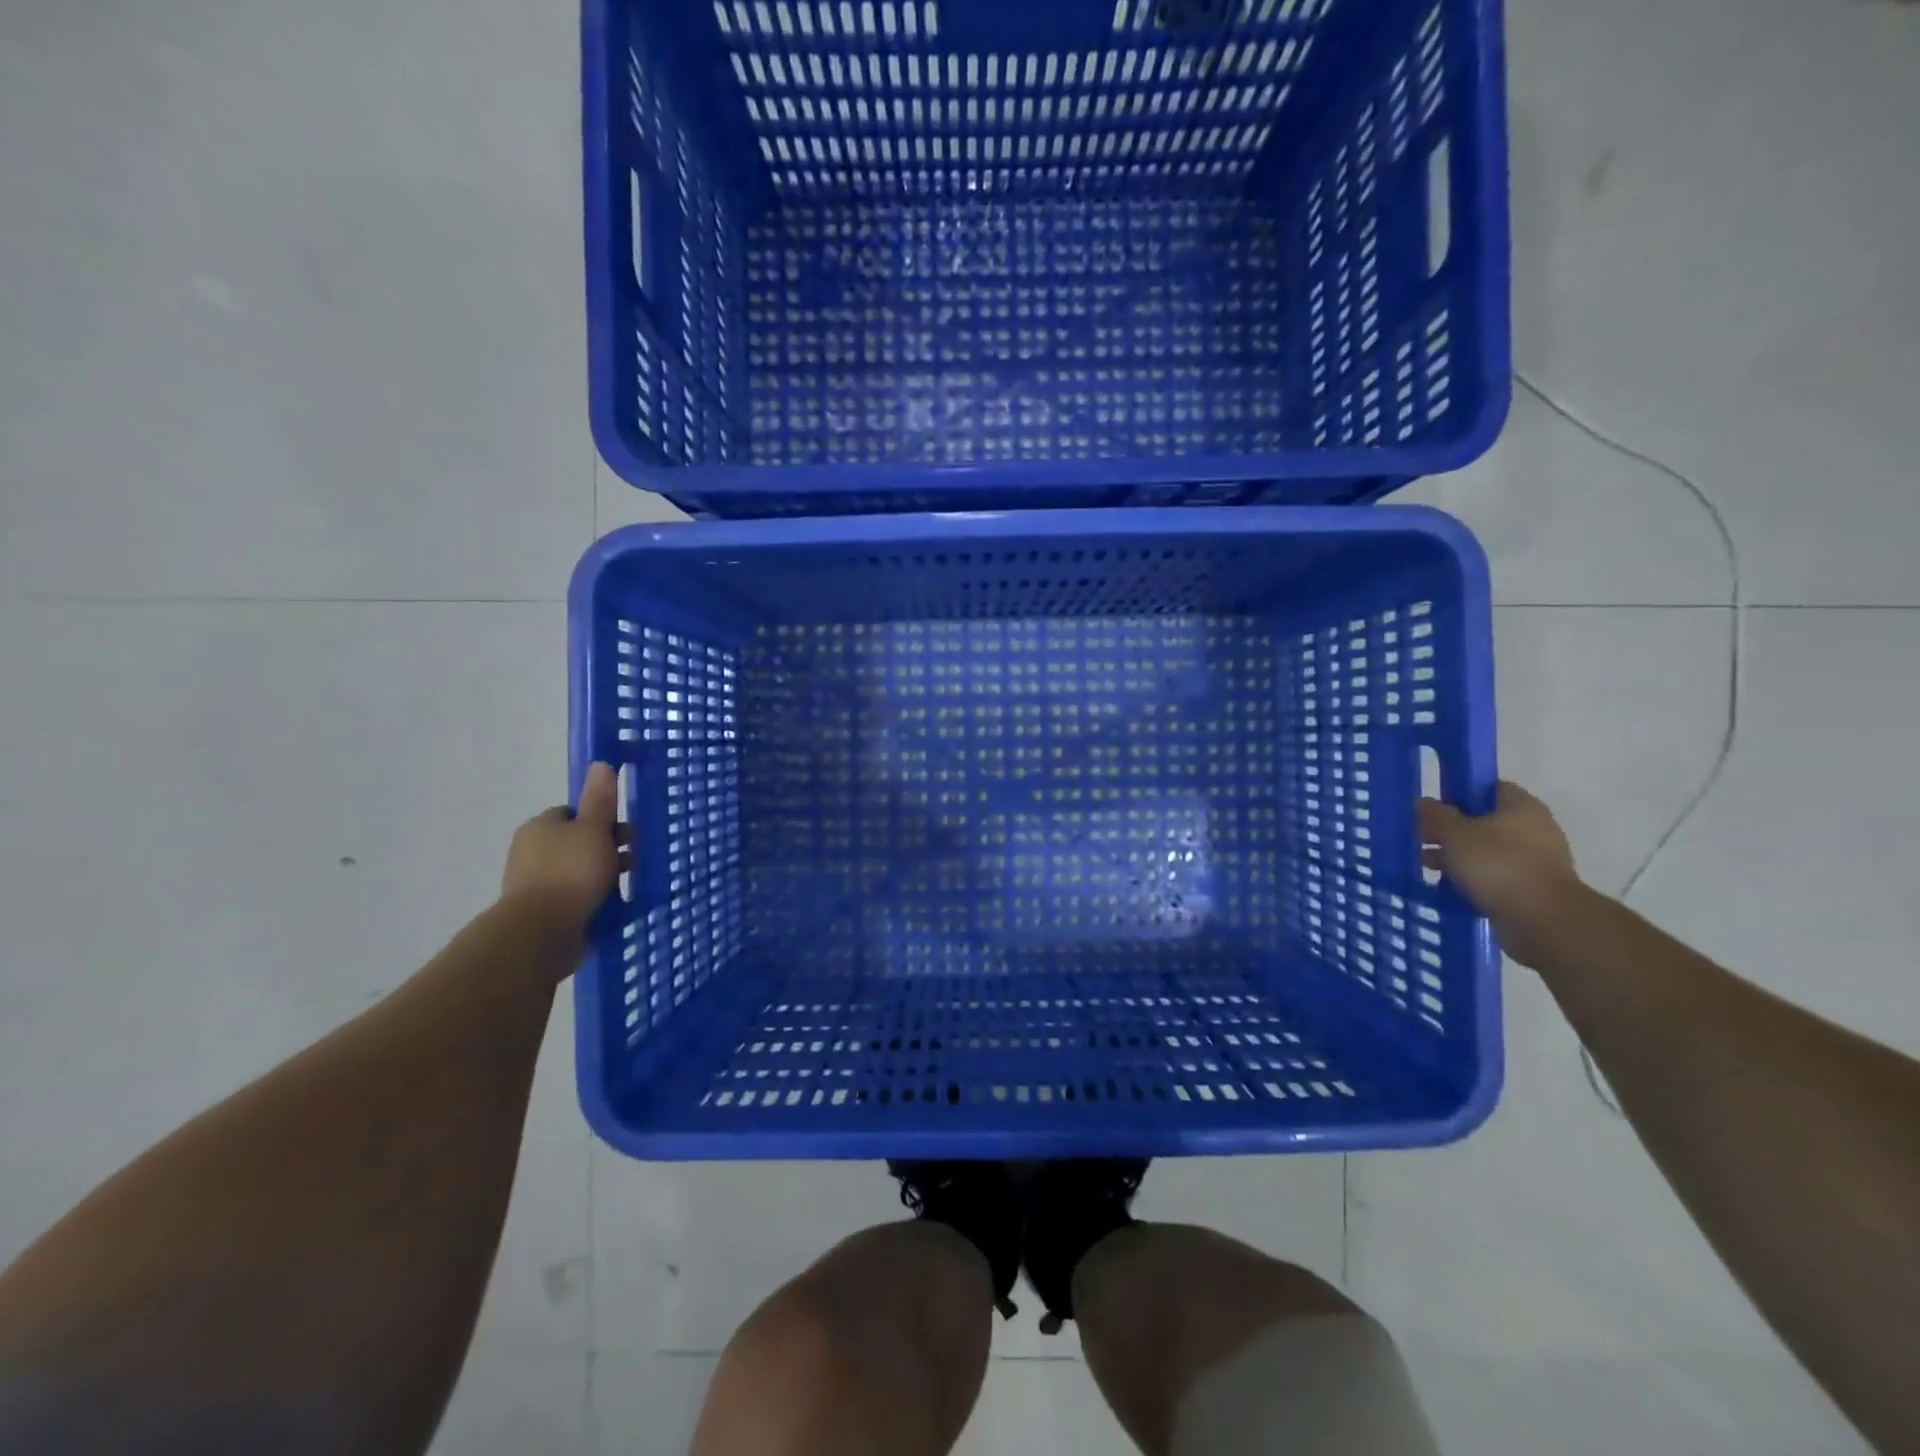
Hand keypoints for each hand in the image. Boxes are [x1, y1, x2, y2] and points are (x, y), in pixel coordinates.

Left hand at [500, 762, 627, 935]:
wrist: (541, 932)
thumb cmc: (570, 872)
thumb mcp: (593, 830)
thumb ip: (600, 799)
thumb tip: (601, 763)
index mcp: (540, 827)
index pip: (573, 813)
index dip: (600, 819)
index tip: (623, 832)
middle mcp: (533, 852)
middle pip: (578, 842)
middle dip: (607, 849)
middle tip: (633, 859)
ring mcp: (536, 884)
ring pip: (579, 871)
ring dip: (604, 875)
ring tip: (628, 885)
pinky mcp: (544, 912)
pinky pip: (576, 898)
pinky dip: (594, 899)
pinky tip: (614, 905)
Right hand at [1417, 781, 1582, 966]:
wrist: (1543, 921)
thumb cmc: (1498, 866)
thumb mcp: (1455, 834)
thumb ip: (1436, 816)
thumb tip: (1423, 802)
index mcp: (1520, 806)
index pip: (1486, 787)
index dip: (1457, 794)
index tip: (1432, 809)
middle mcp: (1533, 829)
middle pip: (1484, 821)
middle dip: (1451, 831)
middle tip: (1423, 840)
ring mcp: (1536, 861)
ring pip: (1487, 851)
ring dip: (1459, 858)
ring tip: (1429, 867)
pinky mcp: (1532, 889)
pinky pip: (1495, 877)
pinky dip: (1473, 880)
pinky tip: (1450, 889)